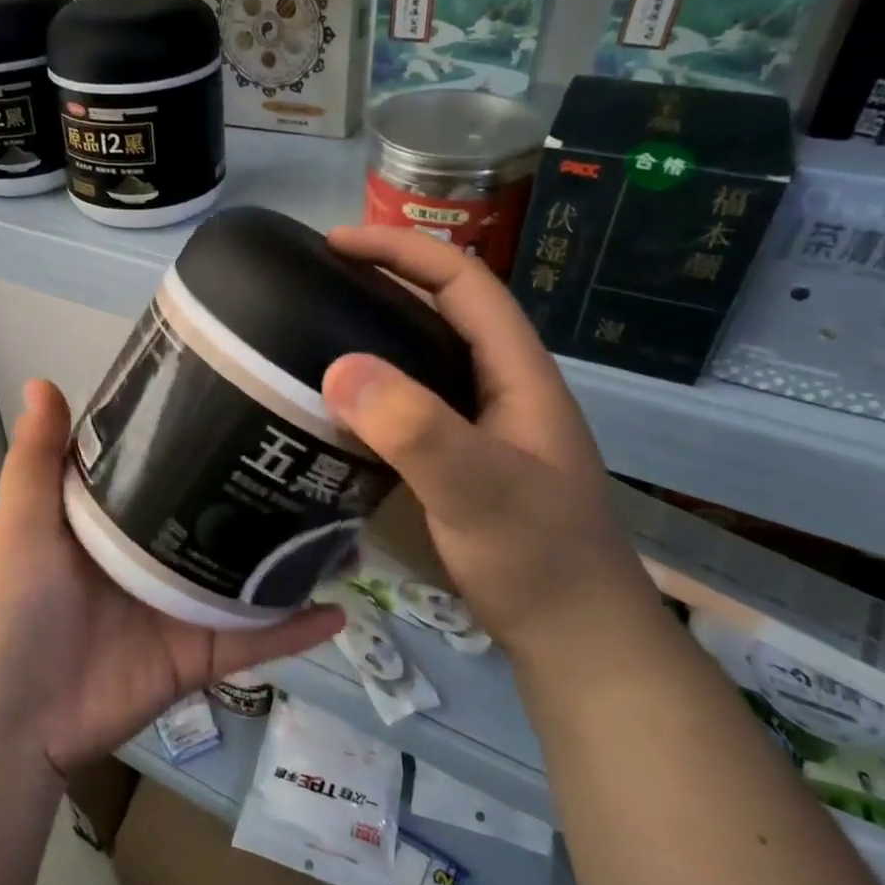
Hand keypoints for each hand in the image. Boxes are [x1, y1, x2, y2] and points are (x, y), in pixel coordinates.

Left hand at [0, 379, 341, 776]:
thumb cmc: (15, 610)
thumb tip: (42, 380)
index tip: (250, 398)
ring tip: (349, 525)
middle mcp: (160, 555)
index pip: (170, 465)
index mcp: (121, 519)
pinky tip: (342, 608)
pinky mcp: (202, 654)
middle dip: (266, 493)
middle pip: (223, 517)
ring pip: (252, 575)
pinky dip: (296, 629)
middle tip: (318, 458)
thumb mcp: (25, 526)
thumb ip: (37, 460)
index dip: (203, 434)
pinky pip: (257, 639)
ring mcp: (185, 606)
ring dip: (296, 557)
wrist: (15, 720)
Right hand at [320, 226, 658, 652]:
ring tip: (310, 335)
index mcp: (517, 373)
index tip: (335, 244)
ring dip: (372, 336)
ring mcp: (479, 425)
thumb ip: (418, 431)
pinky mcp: (458, 460)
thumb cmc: (539, 561)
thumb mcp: (481, 492)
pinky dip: (369, 391)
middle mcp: (499, 387)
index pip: (463, 282)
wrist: (574, 639)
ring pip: (421, 359)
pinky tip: (331, 408)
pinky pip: (407, 405)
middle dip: (382, 283)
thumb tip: (339, 368)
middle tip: (312, 285)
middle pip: (440, 311)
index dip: (402, 251)